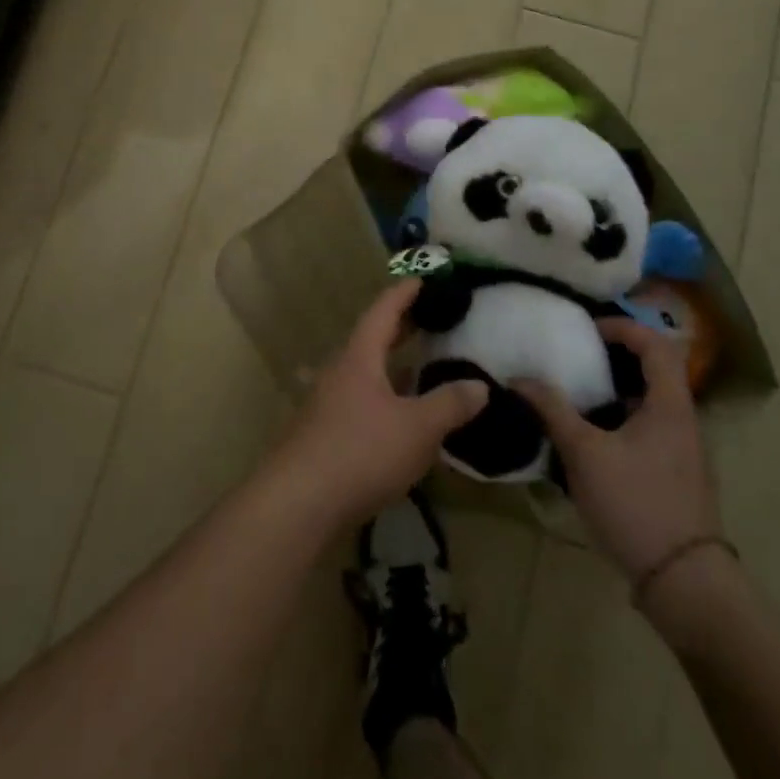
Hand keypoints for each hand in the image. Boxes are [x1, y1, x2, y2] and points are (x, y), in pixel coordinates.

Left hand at [269, 279, 488, 530]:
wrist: (300, 500)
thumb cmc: (361, 451)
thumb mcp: (417, 428)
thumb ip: (449, 405)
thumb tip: (479, 386)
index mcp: (359, 357)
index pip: (382, 312)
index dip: (403, 293)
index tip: (421, 278)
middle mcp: (340, 371)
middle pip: (371, 339)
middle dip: (400, 327)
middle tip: (429, 318)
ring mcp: (328, 402)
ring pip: (365, 372)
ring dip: (392, 366)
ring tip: (421, 367)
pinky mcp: (324, 432)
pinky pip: (360, 400)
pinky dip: (384, 396)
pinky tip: (400, 417)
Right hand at [517, 319, 719, 581]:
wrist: (684, 582)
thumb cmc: (636, 504)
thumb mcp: (584, 453)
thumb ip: (552, 410)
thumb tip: (519, 378)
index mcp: (670, 405)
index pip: (656, 344)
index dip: (623, 327)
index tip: (586, 329)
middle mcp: (681, 421)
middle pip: (653, 370)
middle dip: (613, 357)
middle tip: (573, 356)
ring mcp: (680, 451)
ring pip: (647, 402)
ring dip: (612, 390)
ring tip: (572, 392)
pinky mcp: (673, 475)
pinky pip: (644, 428)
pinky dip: (617, 419)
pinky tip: (586, 437)